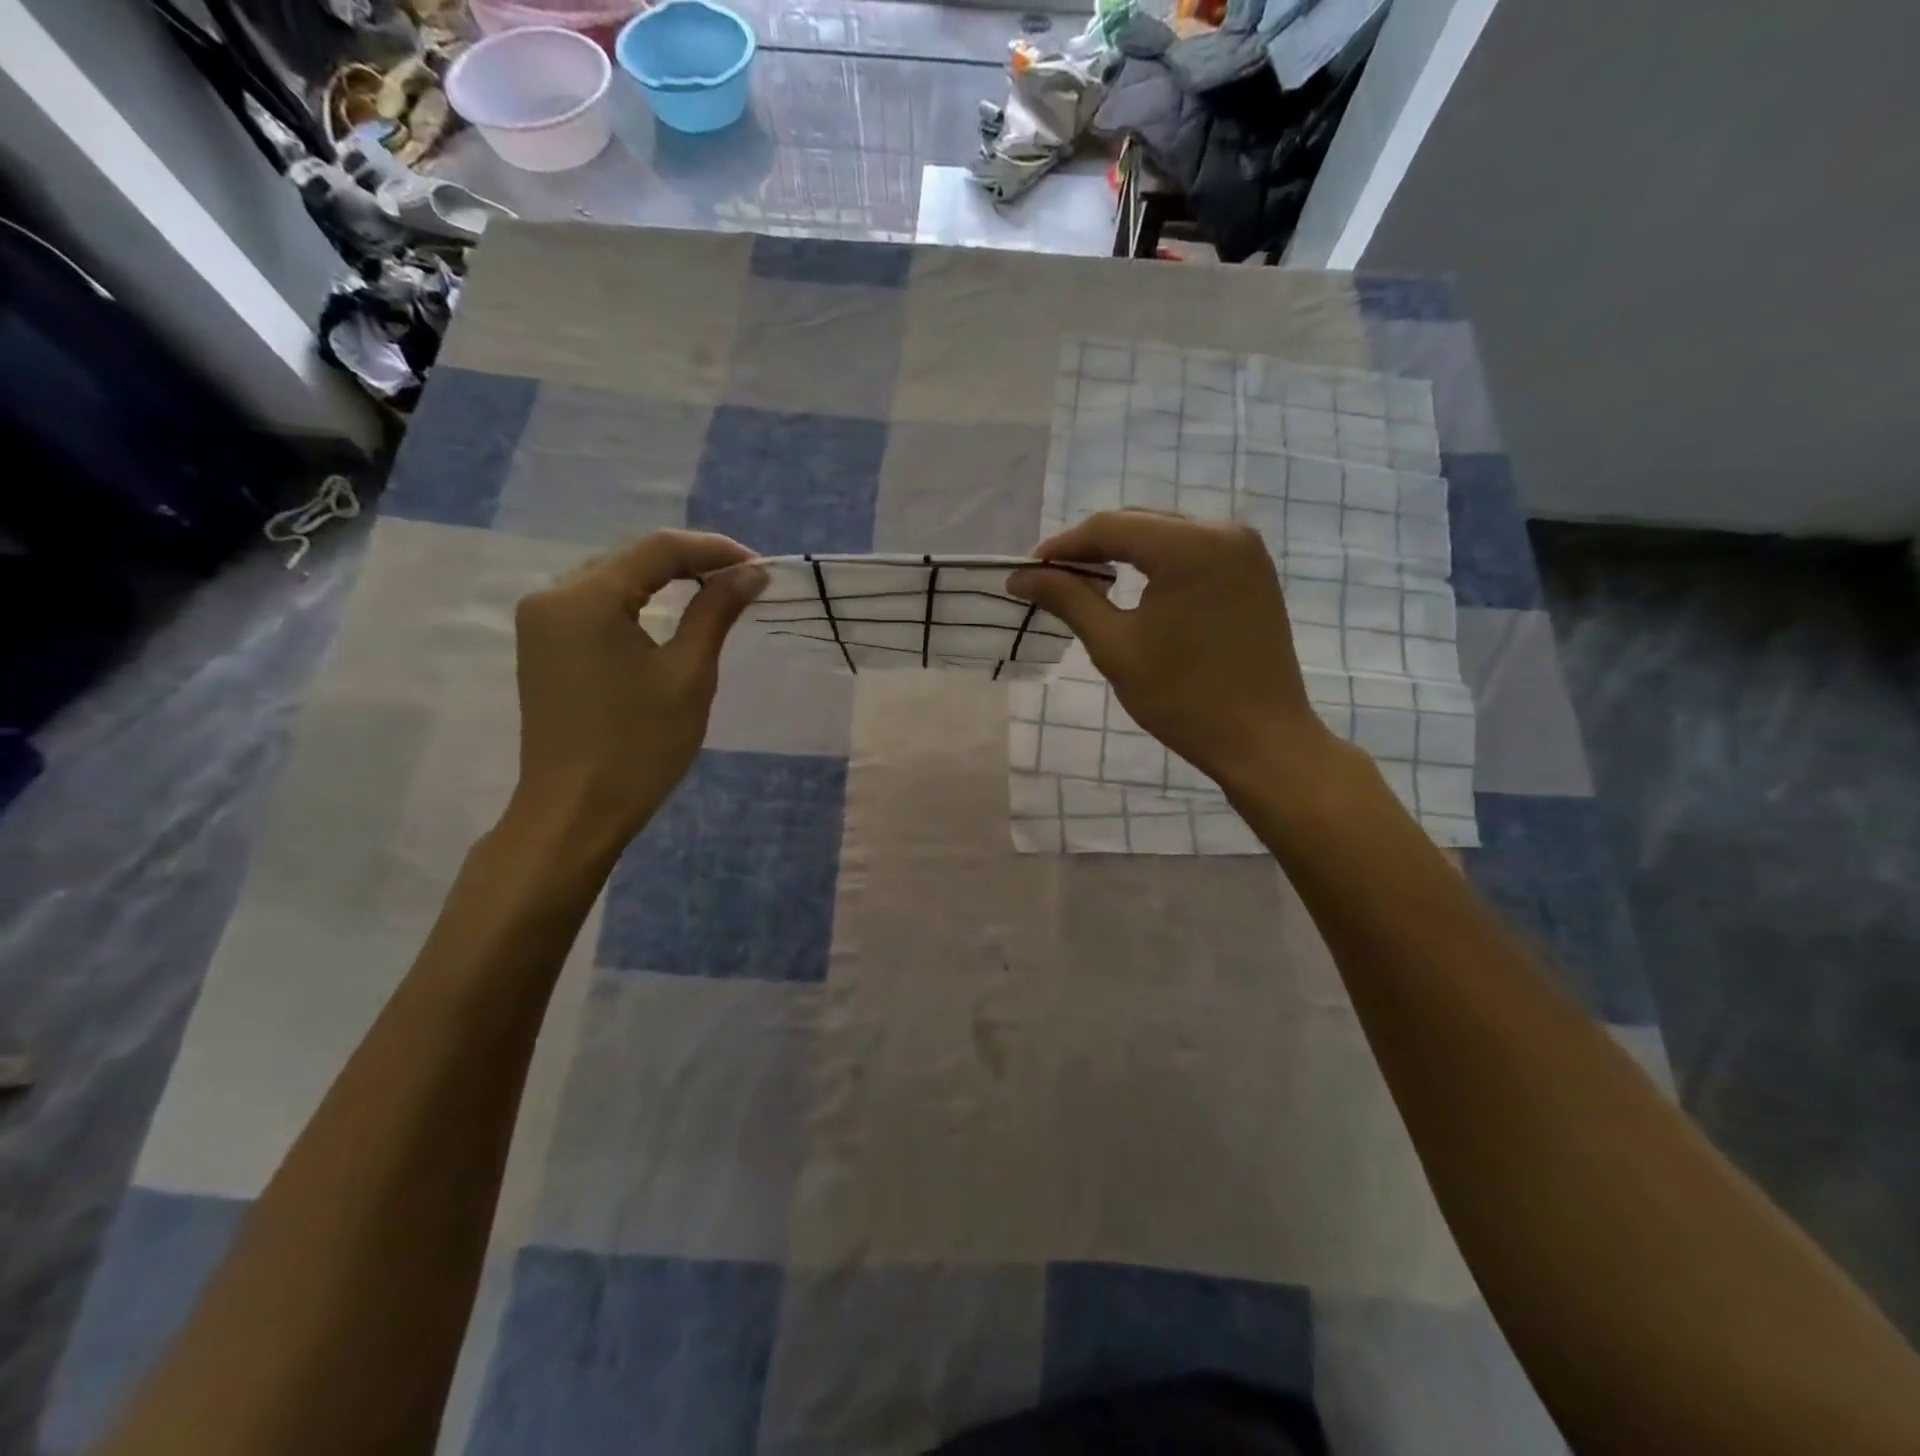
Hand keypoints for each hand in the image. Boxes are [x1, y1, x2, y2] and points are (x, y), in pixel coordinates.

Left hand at [508, 530, 764, 849]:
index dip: (715, 550)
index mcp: (585, 598)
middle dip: (691, 562)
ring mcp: (540, 621)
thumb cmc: (638, 747)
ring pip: (613, 578)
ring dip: (664, 581)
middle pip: (632, 557)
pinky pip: (595, 605)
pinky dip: (637, 602)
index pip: (659, 549)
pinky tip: (668, 614)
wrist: (574, 812)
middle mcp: (552, 596)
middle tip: (744, 581)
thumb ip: (716, 613)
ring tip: (715, 593)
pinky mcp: (542, 646)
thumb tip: (751, 573)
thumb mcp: (688, 675)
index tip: (761, 566)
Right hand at [1008, 511, 1333, 794]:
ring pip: (1166, 534)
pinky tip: (1136, 587)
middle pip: (1140, 523)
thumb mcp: (1115, 647)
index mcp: (1189, 546)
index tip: (1029, 571)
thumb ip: (1068, 599)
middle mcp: (1223, 531)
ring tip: (1088, 584)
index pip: (1110, 527)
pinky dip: (1158, 563)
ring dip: (1125, 553)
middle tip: (1053, 579)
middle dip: (1093, 547)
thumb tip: (1020, 577)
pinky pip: (1194, 551)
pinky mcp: (1254, 571)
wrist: (1262, 739)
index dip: (1063, 546)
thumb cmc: (1183, 698)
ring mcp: (1245, 549)